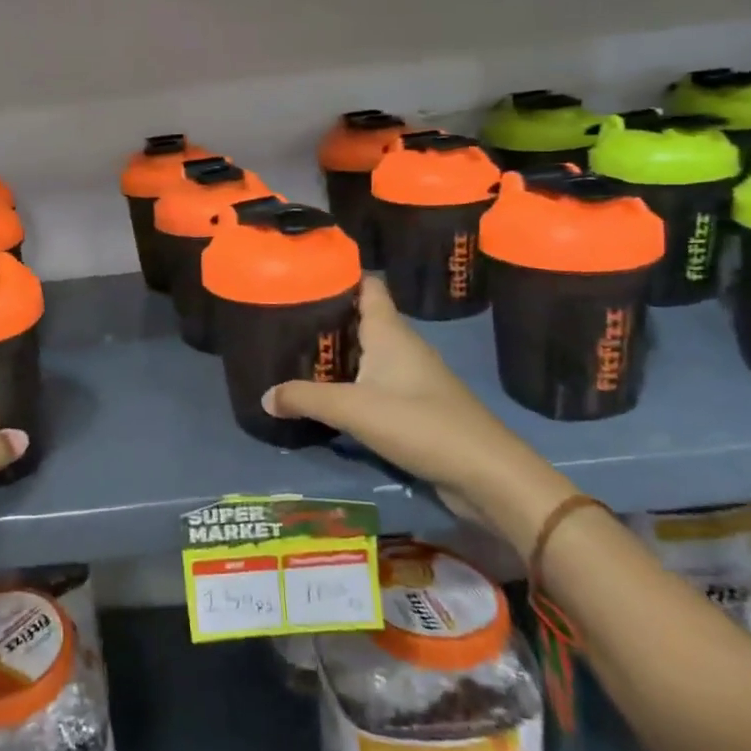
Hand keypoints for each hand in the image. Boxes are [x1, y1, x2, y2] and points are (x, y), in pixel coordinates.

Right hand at [262, 277, 577, 554]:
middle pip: (360, 319)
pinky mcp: (414, 407)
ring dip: (336, 353)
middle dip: (325, 317)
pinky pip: (373, 383)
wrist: (486, 475)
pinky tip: (325, 396)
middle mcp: (402, 347)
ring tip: (294, 355)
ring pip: (366, 353)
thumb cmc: (420, 424)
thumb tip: (264, 396)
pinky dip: (349, 384)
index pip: (367, 286)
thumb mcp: (353, 409)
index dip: (339, 275)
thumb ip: (305, 398)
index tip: (302, 275)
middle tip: (281, 319)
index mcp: (390, 332)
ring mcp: (411, 377)